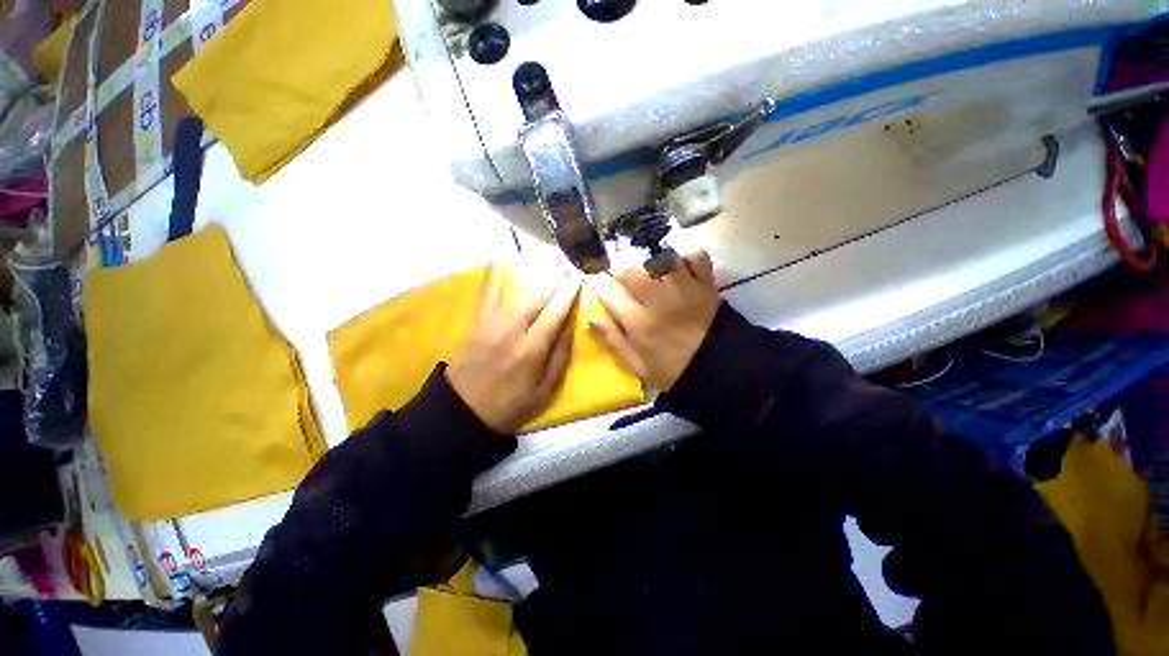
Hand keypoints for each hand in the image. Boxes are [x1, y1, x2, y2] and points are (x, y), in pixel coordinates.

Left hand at [447, 267, 579, 434]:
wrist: (462, 413)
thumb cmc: (509, 406)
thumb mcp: (543, 392)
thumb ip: (559, 359)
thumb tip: (571, 327)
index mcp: (532, 349)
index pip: (555, 312)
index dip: (569, 292)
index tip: (579, 276)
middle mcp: (513, 330)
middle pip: (538, 296)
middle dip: (556, 277)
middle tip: (568, 262)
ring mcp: (491, 323)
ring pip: (516, 291)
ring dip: (534, 273)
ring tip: (548, 260)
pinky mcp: (476, 323)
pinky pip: (486, 294)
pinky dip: (492, 276)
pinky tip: (498, 258)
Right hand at [588, 251, 719, 390]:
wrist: (719, 370)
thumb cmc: (673, 370)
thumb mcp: (637, 365)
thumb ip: (614, 341)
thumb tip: (592, 319)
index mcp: (640, 323)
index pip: (610, 293)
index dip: (601, 285)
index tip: (600, 283)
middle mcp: (659, 301)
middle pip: (631, 270)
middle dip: (622, 272)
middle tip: (625, 282)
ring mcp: (685, 289)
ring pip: (660, 258)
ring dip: (651, 263)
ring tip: (652, 274)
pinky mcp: (706, 284)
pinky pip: (695, 256)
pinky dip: (686, 257)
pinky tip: (680, 268)